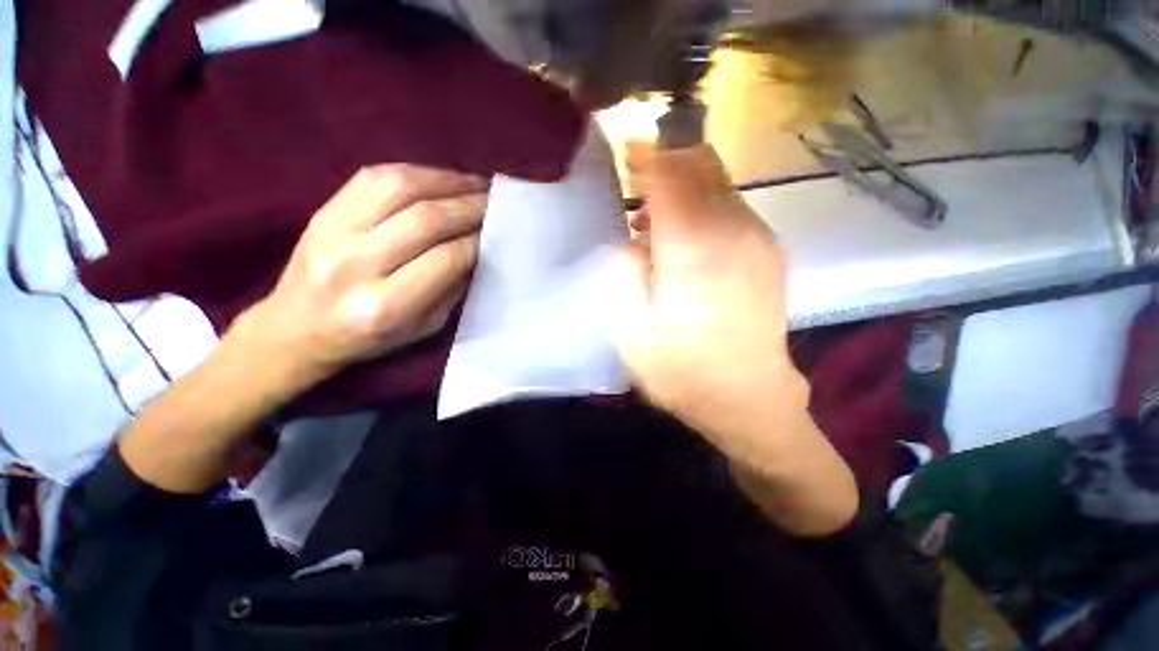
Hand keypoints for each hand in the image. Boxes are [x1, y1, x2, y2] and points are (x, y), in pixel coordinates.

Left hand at [235, 165, 487, 392]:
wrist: (296, 329)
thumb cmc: (371, 338)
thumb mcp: (426, 326)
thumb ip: (453, 285)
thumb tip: (481, 245)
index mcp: (386, 305)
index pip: (448, 258)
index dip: (480, 239)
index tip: (501, 230)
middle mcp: (356, 265)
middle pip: (427, 219)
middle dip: (471, 206)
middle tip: (497, 201)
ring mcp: (333, 231)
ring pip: (401, 187)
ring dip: (448, 181)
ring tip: (475, 184)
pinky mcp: (322, 210)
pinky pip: (375, 176)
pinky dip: (417, 172)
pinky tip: (443, 178)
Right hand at [614, 144, 808, 465]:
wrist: (749, 400)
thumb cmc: (683, 372)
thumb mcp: (631, 331)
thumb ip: (624, 273)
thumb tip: (634, 238)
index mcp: (696, 251)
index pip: (672, 176)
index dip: (647, 156)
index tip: (626, 150)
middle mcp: (735, 232)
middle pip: (702, 166)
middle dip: (666, 162)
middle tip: (635, 183)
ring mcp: (759, 239)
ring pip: (719, 182)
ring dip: (683, 185)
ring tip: (653, 218)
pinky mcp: (768, 251)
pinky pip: (732, 206)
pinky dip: (703, 204)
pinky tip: (684, 237)